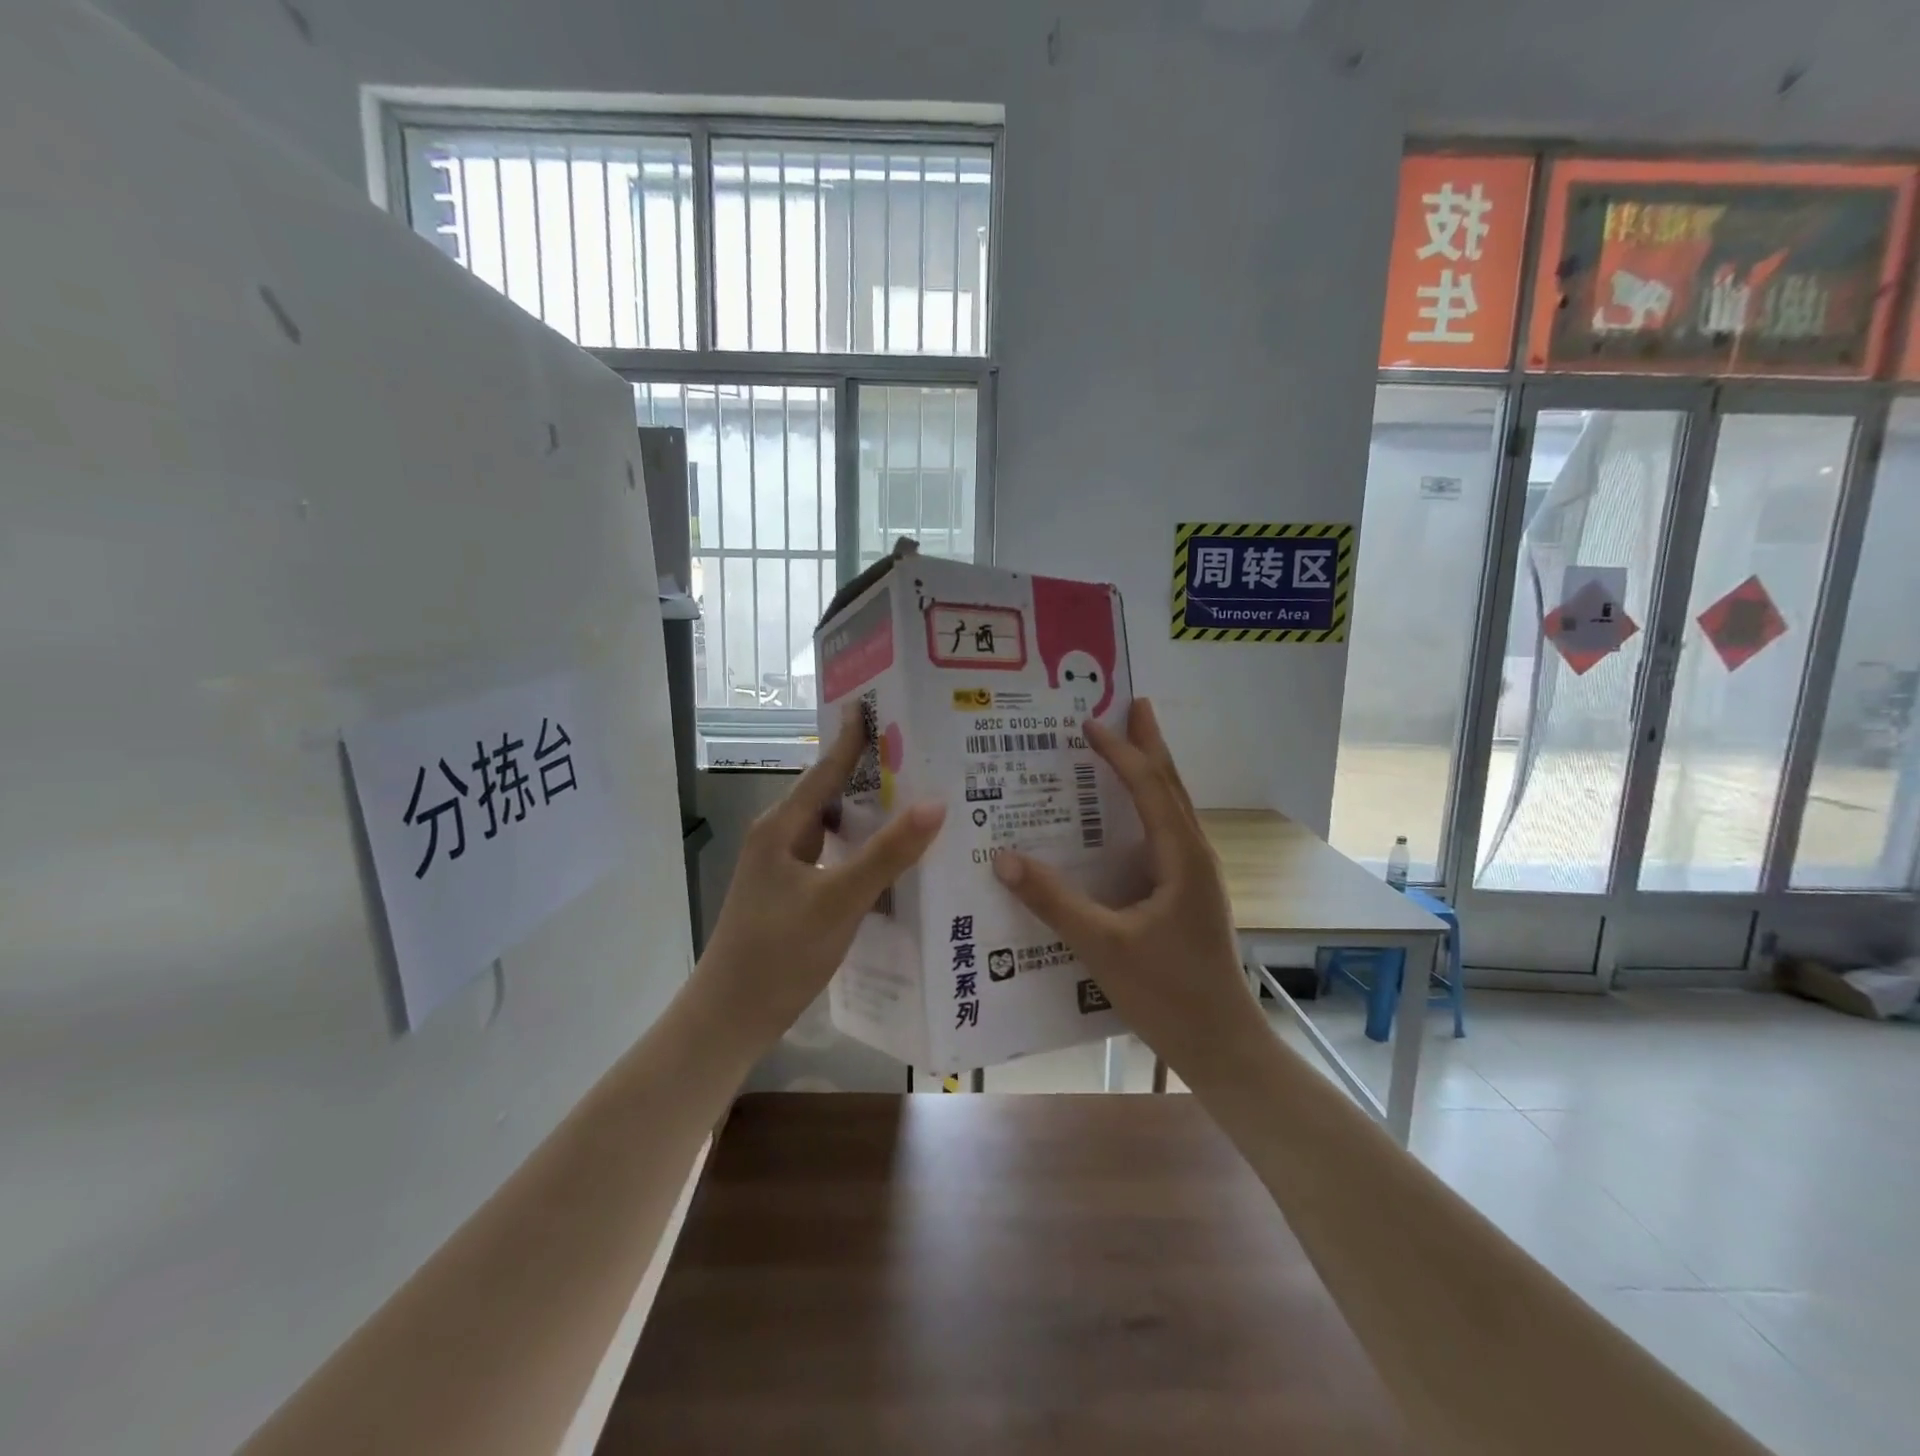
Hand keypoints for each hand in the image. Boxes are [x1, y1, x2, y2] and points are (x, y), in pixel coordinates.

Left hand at [700, 709, 945, 1044]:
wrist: (731, 1016)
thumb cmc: (779, 952)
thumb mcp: (838, 900)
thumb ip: (887, 854)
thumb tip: (936, 804)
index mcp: (782, 826)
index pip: (826, 769)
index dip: (855, 739)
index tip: (885, 708)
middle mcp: (781, 837)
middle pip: (832, 794)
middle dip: (872, 774)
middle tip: (922, 758)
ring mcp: (785, 867)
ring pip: (835, 828)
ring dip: (870, 815)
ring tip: (918, 803)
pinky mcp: (794, 893)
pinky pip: (835, 857)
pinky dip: (864, 851)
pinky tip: (894, 862)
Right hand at [991, 699, 1262, 1077]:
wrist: (1222, 1044)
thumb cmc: (1168, 993)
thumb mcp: (1103, 945)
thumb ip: (1054, 901)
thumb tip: (1003, 859)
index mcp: (1182, 857)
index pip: (1149, 787)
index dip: (1120, 751)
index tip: (1089, 722)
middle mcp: (1195, 855)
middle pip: (1172, 786)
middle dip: (1150, 744)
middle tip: (1132, 705)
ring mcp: (1196, 876)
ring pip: (1173, 809)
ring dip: (1152, 773)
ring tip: (1129, 745)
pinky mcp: (1189, 895)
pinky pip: (1166, 835)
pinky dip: (1147, 808)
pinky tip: (1126, 820)